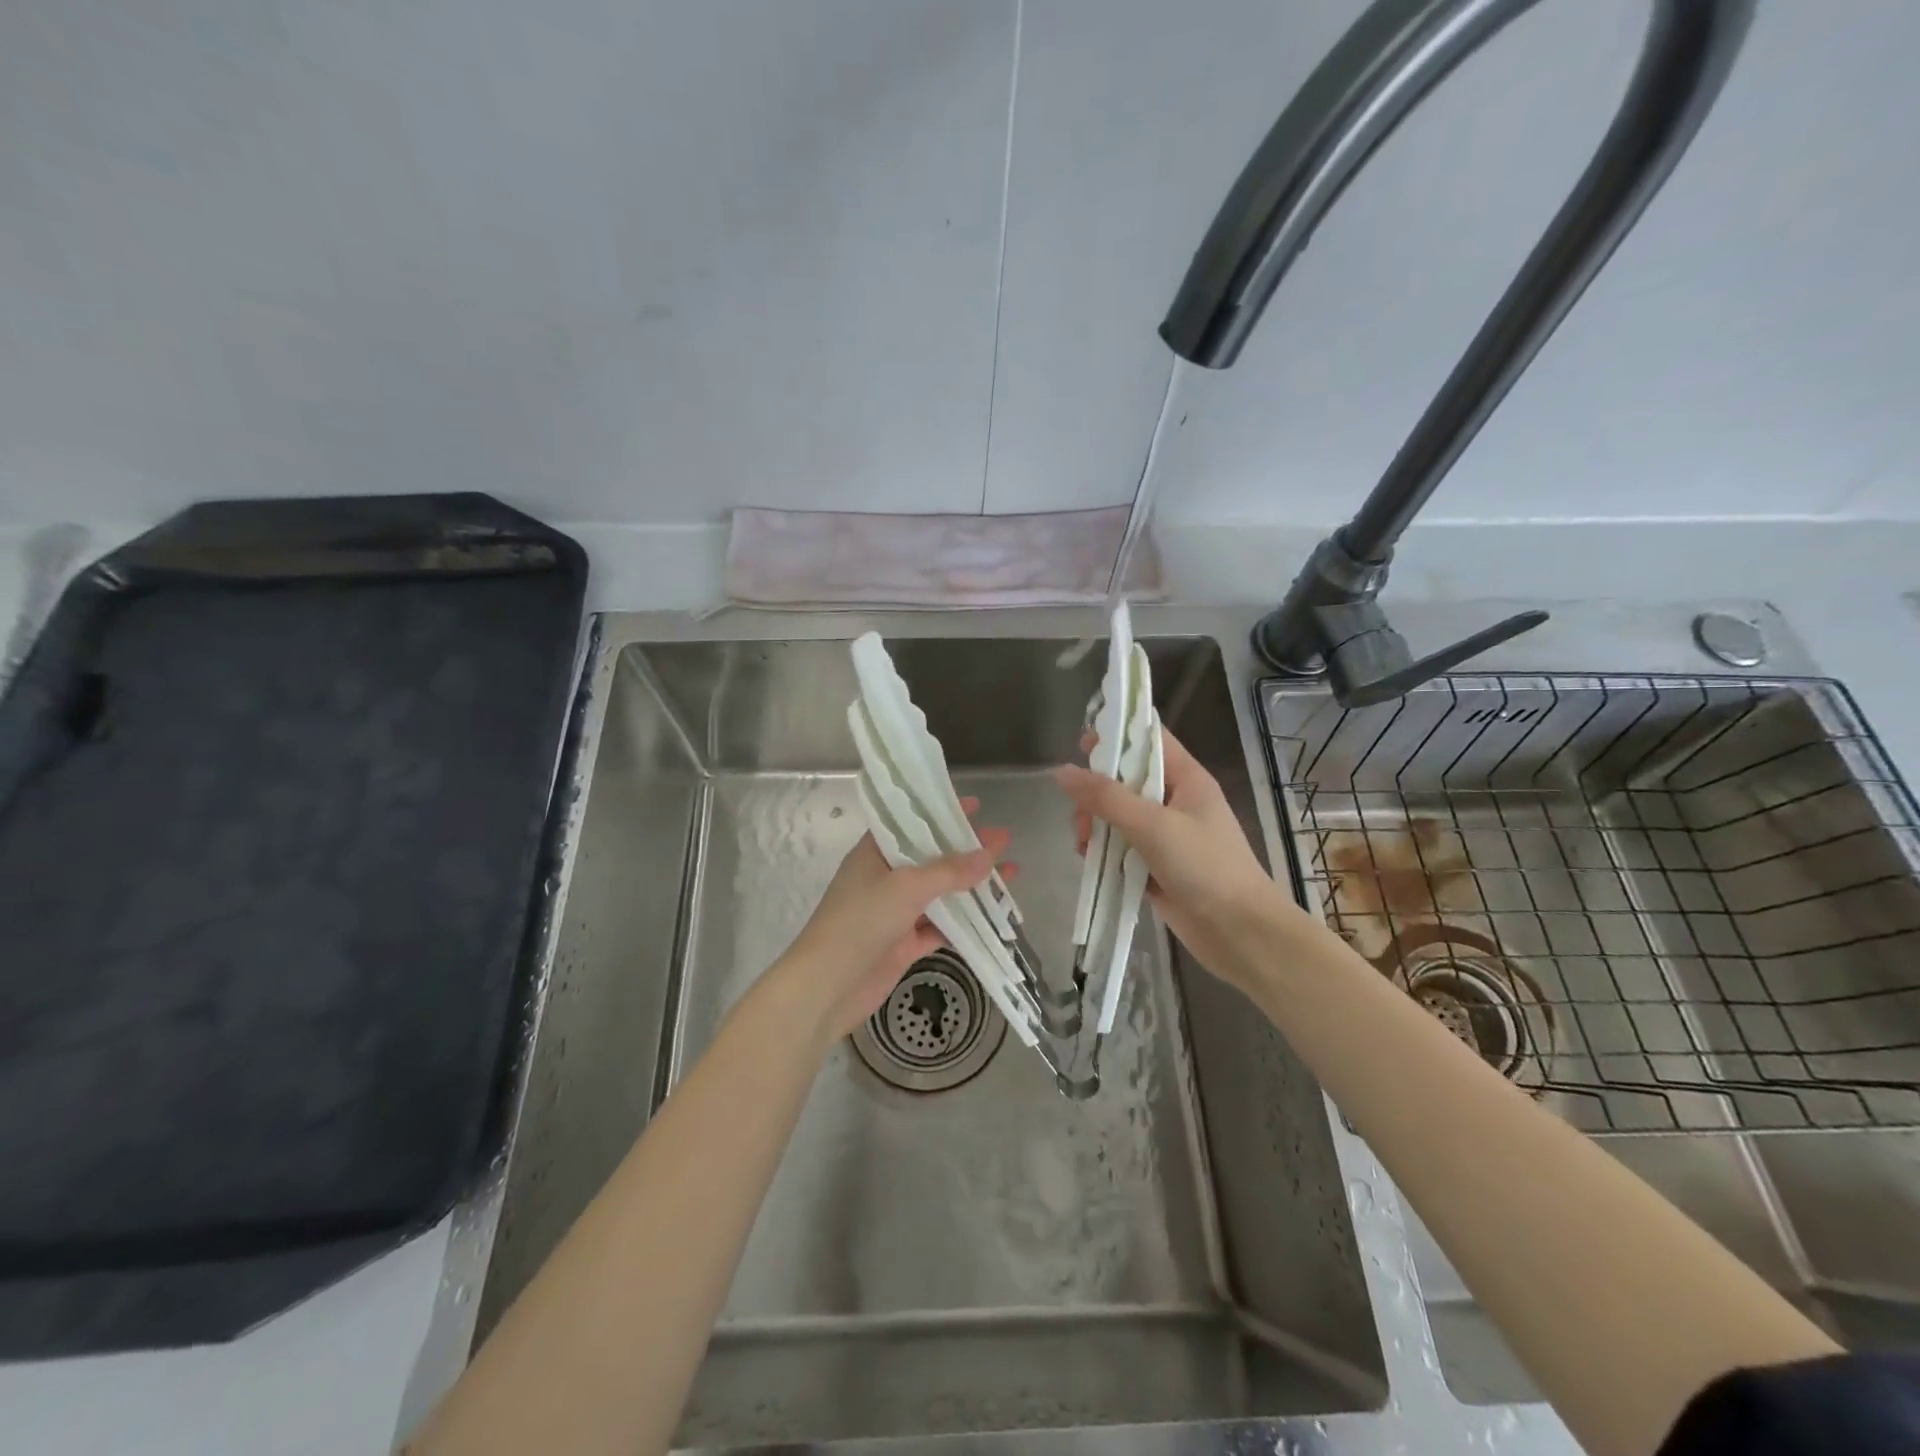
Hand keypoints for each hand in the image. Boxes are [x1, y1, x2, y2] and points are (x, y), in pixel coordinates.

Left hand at [768, 805, 1011, 1042]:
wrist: (827, 987)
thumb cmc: (860, 922)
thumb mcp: (906, 887)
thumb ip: (949, 871)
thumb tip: (989, 854)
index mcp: (875, 853)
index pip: (910, 823)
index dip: (940, 812)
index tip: (974, 805)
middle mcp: (885, 878)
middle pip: (932, 858)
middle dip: (967, 850)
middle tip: (1005, 840)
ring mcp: (895, 912)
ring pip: (941, 894)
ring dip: (972, 887)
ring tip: (1011, 875)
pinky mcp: (904, 944)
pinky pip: (941, 928)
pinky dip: (965, 923)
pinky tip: (995, 916)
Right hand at [1055, 728, 1295, 991]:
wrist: (1240, 933)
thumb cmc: (1205, 867)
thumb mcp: (1153, 825)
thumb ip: (1105, 798)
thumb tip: (1061, 772)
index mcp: (1187, 779)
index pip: (1150, 740)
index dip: (1118, 736)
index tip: (1081, 744)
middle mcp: (1176, 802)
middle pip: (1126, 781)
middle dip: (1097, 793)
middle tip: (1079, 813)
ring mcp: (1167, 836)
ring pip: (1119, 817)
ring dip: (1096, 825)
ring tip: (1082, 844)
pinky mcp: (1156, 867)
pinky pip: (1121, 849)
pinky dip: (1104, 852)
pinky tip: (1089, 861)